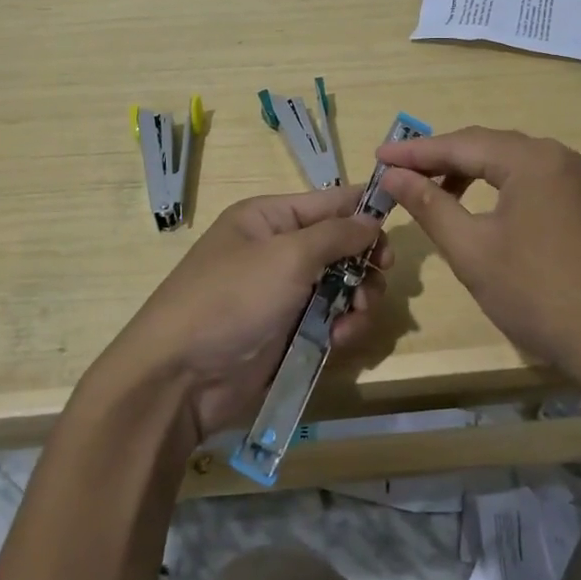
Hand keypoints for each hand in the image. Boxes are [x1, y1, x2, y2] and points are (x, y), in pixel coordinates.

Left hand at [101, 188, 390, 440]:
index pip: (330, 200)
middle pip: (342, 246)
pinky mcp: (289, 334)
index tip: (400, 222)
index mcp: (269, 218)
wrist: (180, 379)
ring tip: (355, 316)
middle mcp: (279, 251)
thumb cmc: (233, 299)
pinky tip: (341, 341)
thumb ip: (336, 234)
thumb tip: (371, 219)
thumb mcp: (287, 255)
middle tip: (380, 275)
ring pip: (343, 286)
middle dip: (365, 261)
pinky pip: (331, 322)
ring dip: (358, 299)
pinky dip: (343, 328)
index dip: (365, 208)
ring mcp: (284, 295)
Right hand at [377, 127, 580, 383]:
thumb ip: (431, 205)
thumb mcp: (473, 250)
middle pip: (487, 146)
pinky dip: (498, 188)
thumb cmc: (538, 294)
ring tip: (434, 192)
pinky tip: (481, 211)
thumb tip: (394, 176)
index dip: (415, 152)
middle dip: (441, 158)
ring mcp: (578, 182)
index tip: (377, 157)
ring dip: (470, 173)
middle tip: (399, 173)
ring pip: (511, 164)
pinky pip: (532, 182)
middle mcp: (558, 158)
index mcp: (531, 159)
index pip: (461, 144)